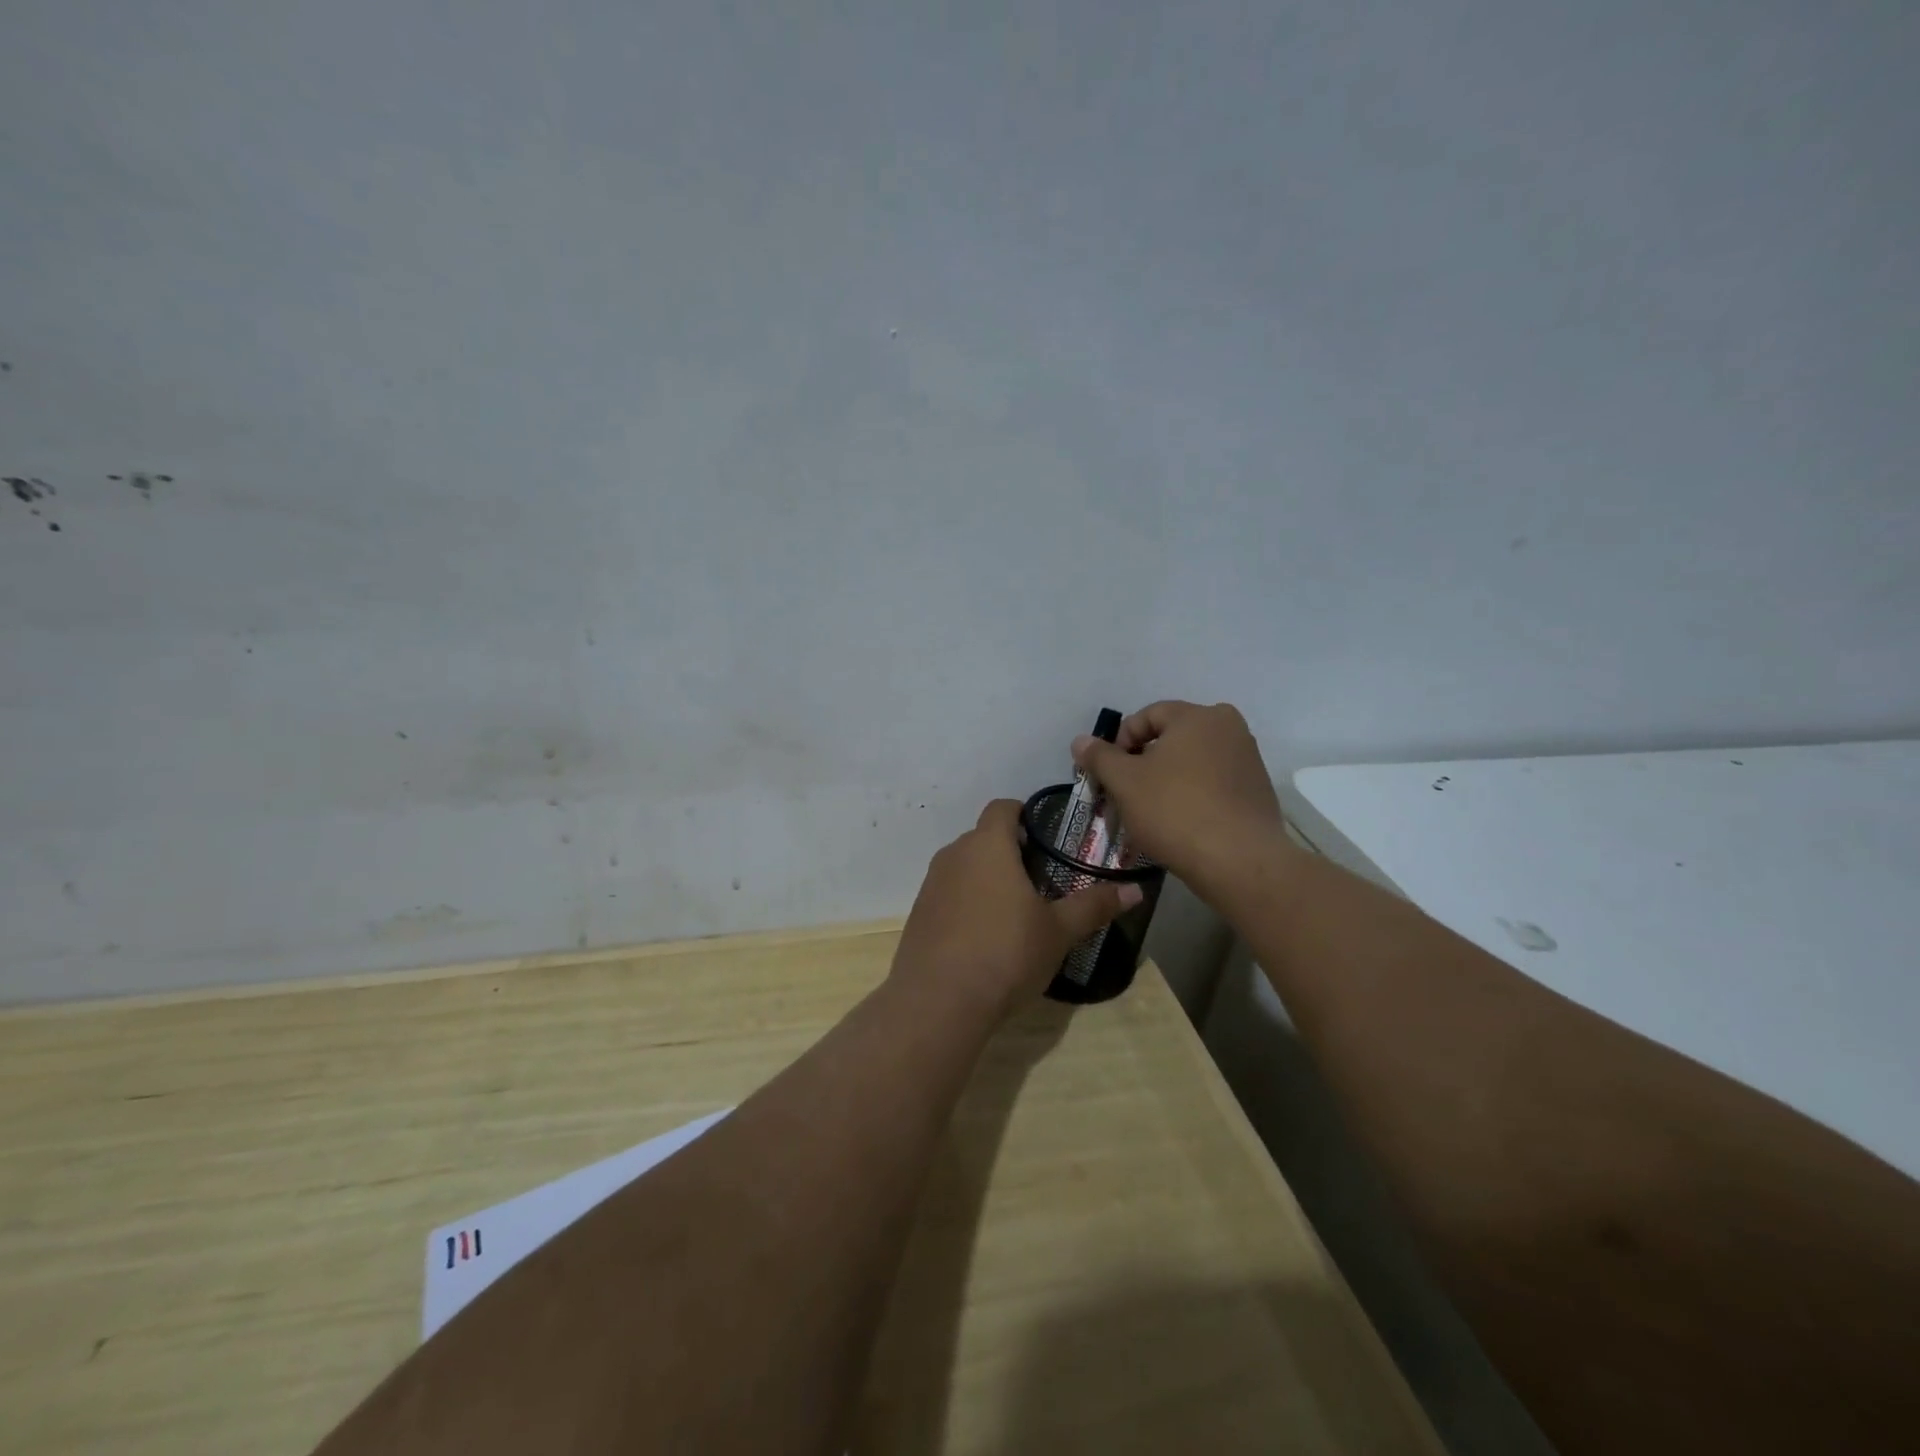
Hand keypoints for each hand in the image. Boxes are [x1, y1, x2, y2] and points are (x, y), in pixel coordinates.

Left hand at [892, 799, 1141, 1020]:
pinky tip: (985, 936)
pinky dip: (967, 903)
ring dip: (988, 878)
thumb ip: (1094, 906)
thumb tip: (1136, 890)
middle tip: (1041, 880)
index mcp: (988, 846)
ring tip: (1015, 911)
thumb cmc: (1005, 953)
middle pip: (984, 837)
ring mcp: (931, 884)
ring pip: (965, 866)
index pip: (1002, 808)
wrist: (938, 1001)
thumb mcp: (1058, 932)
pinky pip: (949, 894)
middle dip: (1010, 851)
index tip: (1047, 838)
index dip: (1024, 815)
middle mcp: (954, 855)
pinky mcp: (919, 913)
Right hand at [1071, 701, 1287, 900]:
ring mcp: (1248, 760)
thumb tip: (1080, 741)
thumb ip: (1100, 757)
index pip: (1148, 715)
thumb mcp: (1125, 782)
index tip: (1109, 773)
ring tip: (1150, 811)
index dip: (1121, 741)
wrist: (1239, 862)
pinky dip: (1192, 796)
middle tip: (1126, 792)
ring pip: (1192, 762)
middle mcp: (1230, 728)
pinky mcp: (1257, 792)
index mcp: (1199, 716)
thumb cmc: (1175, 811)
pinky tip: (1179, 824)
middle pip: (1172, 738)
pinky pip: (1213, 784)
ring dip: (1166, 780)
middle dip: (1144, 762)